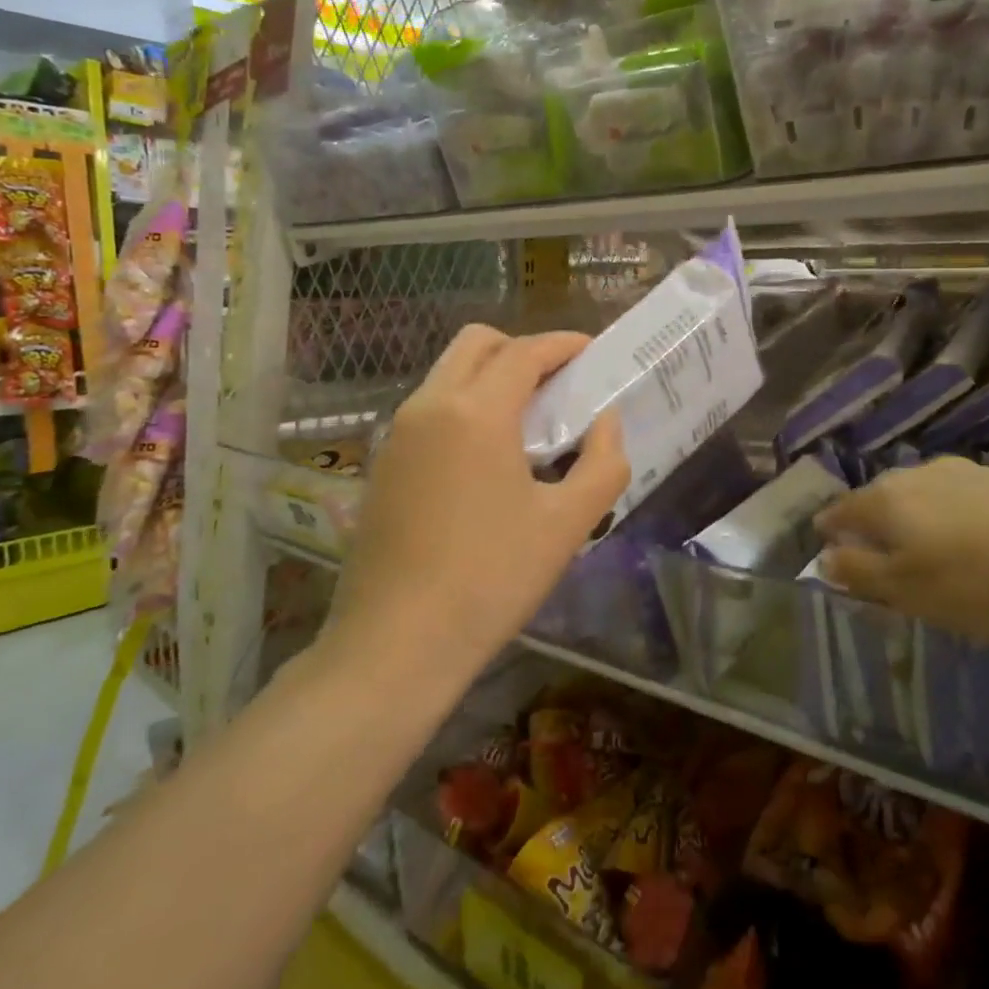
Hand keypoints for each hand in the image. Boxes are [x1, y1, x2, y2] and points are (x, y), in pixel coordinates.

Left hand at [332, 326, 628, 672]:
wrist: (396, 644)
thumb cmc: (491, 579)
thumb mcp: (567, 524)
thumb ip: (603, 463)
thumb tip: (606, 422)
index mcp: (475, 411)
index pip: (524, 352)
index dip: (563, 344)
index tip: (591, 352)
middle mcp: (428, 406)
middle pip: (476, 344)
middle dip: (521, 350)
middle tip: (558, 385)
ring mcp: (397, 435)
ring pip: (447, 375)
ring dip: (490, 378)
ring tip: (528, 423)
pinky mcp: (382, 465)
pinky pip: (429, 410)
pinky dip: (463, 407)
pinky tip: (486, 460)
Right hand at [814, 457, 988, 643]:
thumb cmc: (979, 580)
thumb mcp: (907, 591)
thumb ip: (859, 573)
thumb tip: (824, 557)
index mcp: (885, 500)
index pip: (840, 511)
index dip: (828, 530)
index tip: (826, 547)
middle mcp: (917, 475)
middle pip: (881, 500)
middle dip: (874, 526)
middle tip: (880, 558)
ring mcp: (966, 472)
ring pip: (924, 497)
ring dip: (918, 522)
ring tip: (931, 553)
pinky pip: (965, 501)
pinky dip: (958, 521)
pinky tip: (979, 545)